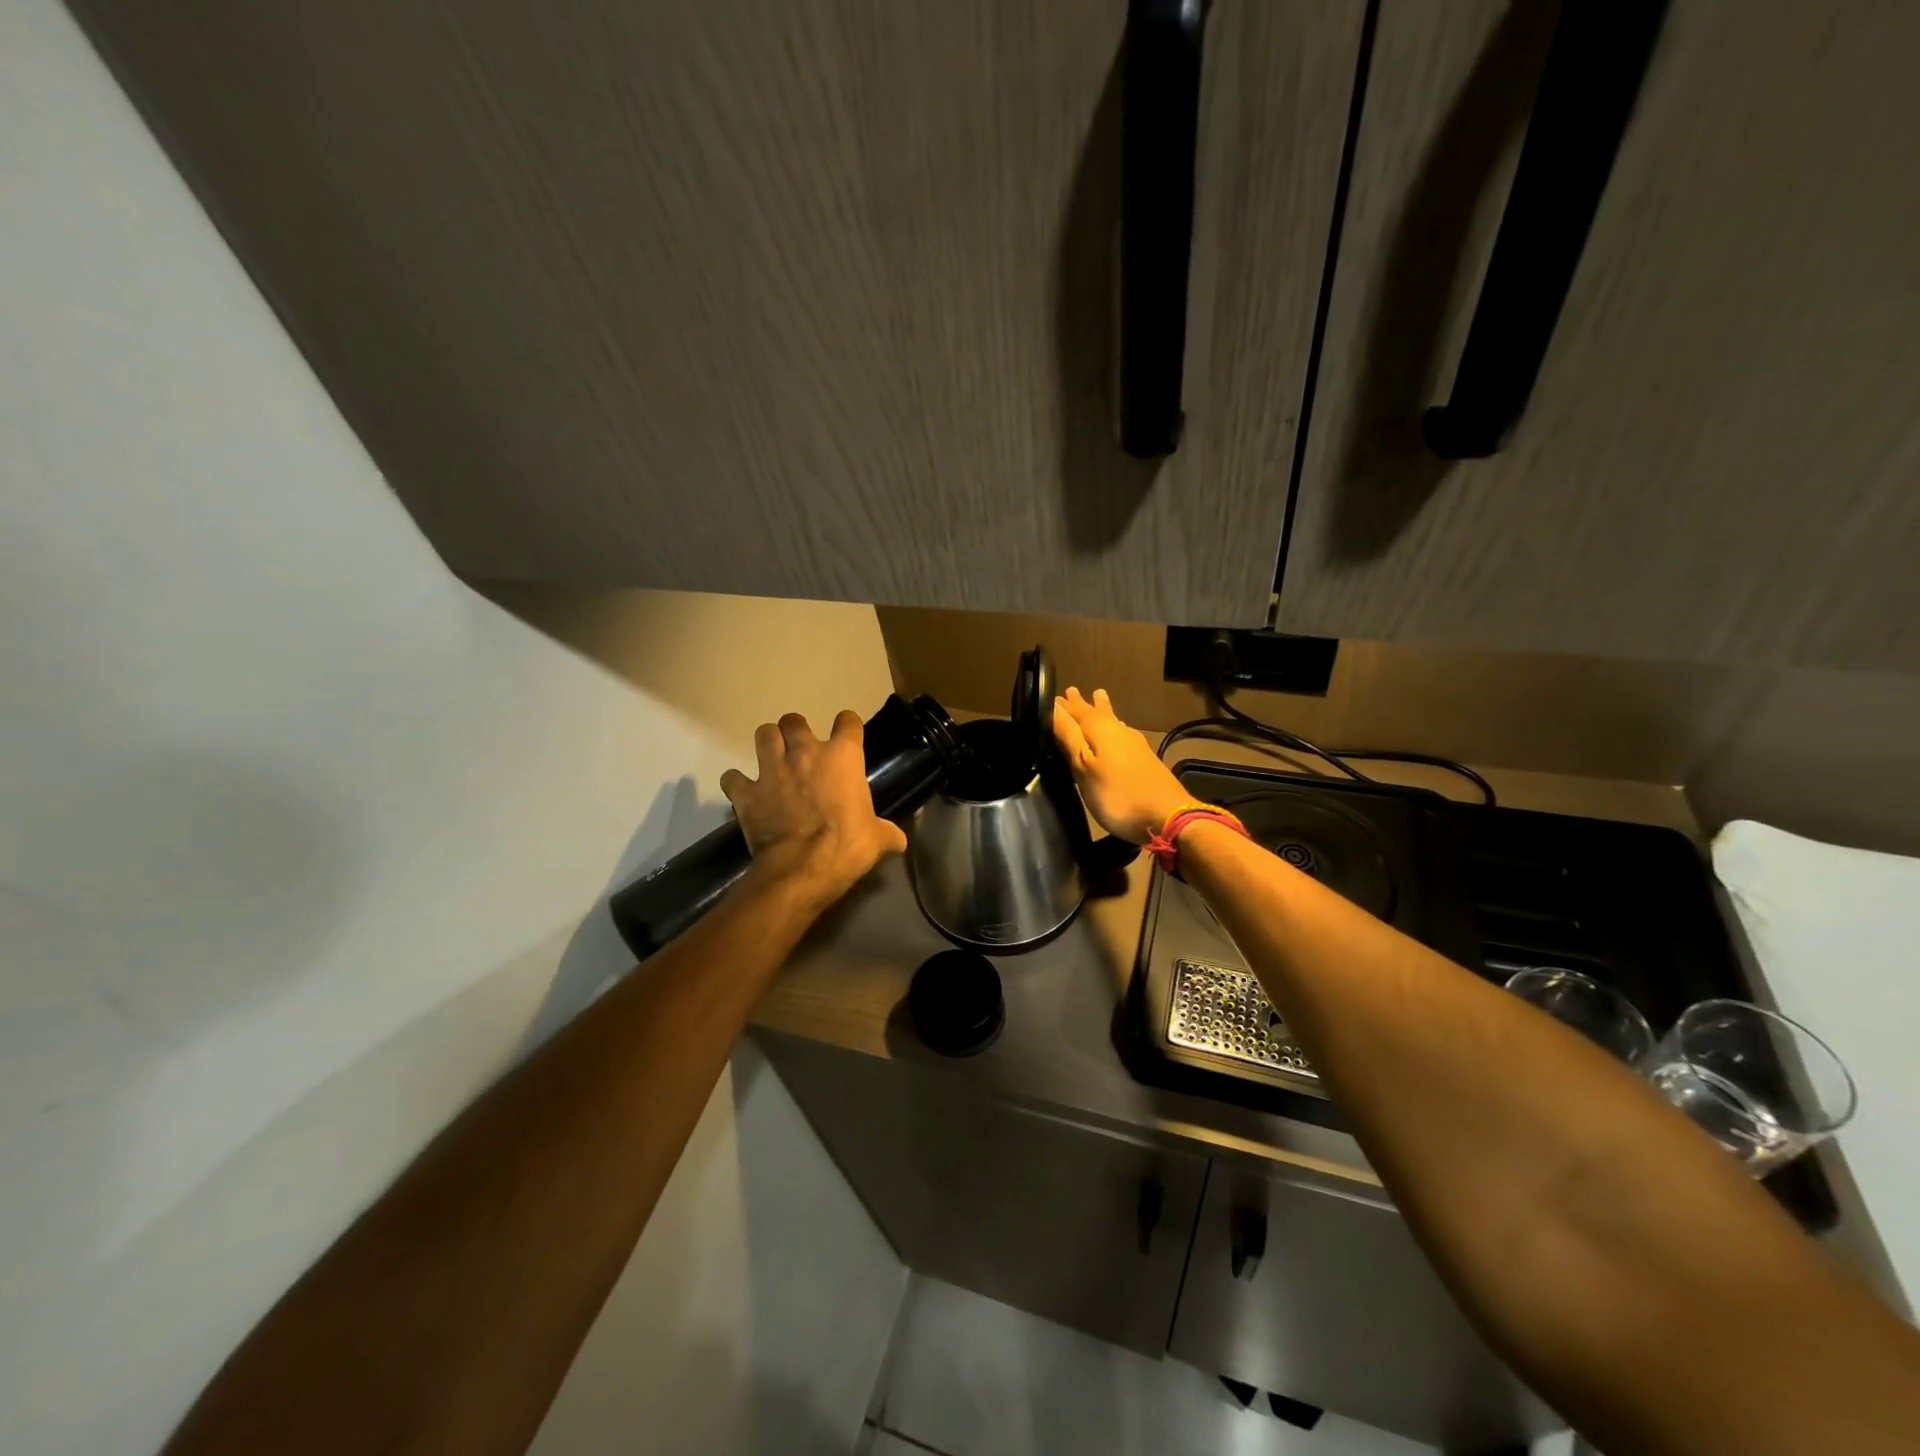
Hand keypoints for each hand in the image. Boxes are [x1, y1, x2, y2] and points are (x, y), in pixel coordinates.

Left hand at [721, 710, 907, 901]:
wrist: (803, 868)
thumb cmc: (848, 846)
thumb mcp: (877, 839)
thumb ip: (887, 833)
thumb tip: (900, 841)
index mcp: (842, 756)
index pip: (848, 721)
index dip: (847, 727)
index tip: (847, 737)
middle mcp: (805, 753)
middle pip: (794, 721)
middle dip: (795, 730)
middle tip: (800, 749)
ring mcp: (772, 769)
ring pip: (763, 734)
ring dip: (767, 743)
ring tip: (772, 759)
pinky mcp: (747, 792)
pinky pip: (733, 777)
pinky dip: (737, 783)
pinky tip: (744, 791)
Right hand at [1051, 687, 1189, 844]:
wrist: (1167, 816)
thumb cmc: (1116, 794)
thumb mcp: (1083, 766)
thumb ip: (1068, 736)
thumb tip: (1052, 707)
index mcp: (1099, 728)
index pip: (1075, 710)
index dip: (1061, 705)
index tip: (1050, 697)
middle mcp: (1118, 730)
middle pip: (1096, 712)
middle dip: (1082, 703)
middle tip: (1071, 692)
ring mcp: (1134, 744)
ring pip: (1112, 720)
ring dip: (1101, 710)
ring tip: (1097, 696)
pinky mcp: (1144, 759)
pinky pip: (1122, 733)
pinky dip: (1114, 727)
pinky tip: (1118, 730)